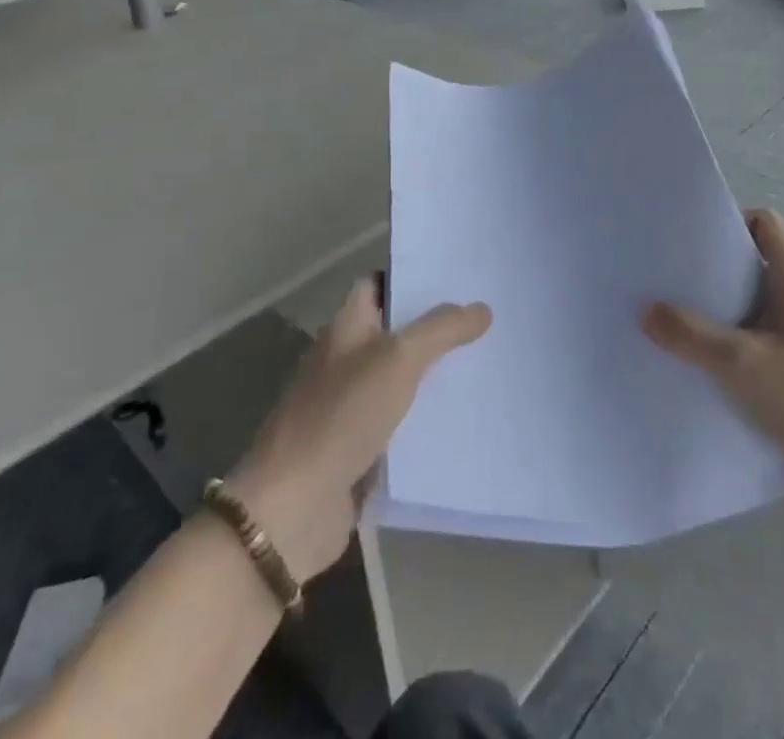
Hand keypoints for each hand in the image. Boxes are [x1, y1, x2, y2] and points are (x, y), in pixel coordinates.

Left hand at [226, 279, 490, 579]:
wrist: (294, 508)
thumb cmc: (342, 415)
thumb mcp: (398, 359)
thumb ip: (441, 329)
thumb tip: (481, 308)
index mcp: (347, 328)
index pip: (379, 284)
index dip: (412, 276)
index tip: (456, 275)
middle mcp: (347, 360)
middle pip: (396, 331)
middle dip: (436, 325)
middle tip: (487, 317)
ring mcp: (352, 405)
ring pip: (403, 377)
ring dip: (437, 372)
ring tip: (489, 360)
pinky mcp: (361, 448)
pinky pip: (403, 422)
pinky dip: (429, 418)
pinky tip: (468, 416)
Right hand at [642, 208, 783, 515]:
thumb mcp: (739, 364)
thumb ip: (690, 334)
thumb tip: (646, 310)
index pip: (765, 223)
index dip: (729, 223)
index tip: (690, 242)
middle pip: (758, 262)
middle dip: (716, 270)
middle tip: (674, 282)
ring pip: (760, 304)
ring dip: (725, 311)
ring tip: (681, 323)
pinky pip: (767, 338)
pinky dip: (739, 342)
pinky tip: (709, 364)